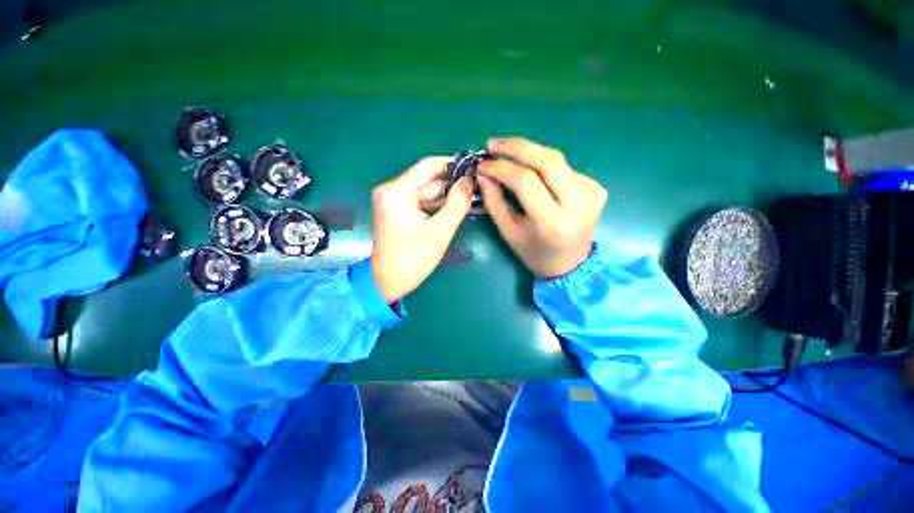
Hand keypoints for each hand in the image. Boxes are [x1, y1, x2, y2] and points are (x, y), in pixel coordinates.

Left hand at [370, 157, 473, 301]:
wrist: (388, 281)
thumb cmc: (413, 259)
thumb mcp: (440, 231)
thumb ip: (457, 203)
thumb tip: (469, 180)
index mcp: (397, 191)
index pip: (429, 165)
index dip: (453, 165)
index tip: (475, 170)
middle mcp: (392, 190)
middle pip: (429, 180)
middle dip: (453, 186)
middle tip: (477, 191)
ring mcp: (394, 201)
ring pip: (427, 192)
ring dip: (448, 198)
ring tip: (471, 202)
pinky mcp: (398, 211)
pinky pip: (422, 203)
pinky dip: (438, 207)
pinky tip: (456, 211)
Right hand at [478, 137, 606, 278]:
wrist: (571, 264)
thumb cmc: (534, 253)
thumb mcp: (509, 232)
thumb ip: (494, 201)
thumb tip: (484, 172)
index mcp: (553, 221)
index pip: (526, 181)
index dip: (501, 167)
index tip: (483, 164)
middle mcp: (577, 203)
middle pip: (547, 160)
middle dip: (517, 147)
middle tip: (493, 144)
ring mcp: (592, 192)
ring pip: (556, 159)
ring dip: (529, 152)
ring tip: (506, 151)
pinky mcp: (596, 187)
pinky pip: (564, 168)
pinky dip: (543, 164)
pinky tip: (530, 168)